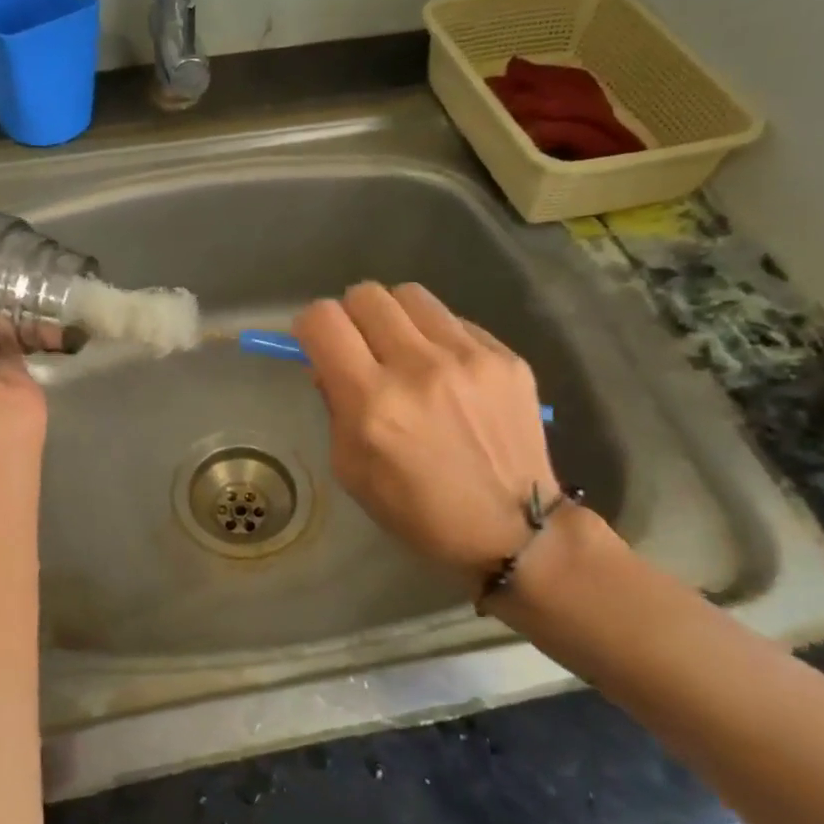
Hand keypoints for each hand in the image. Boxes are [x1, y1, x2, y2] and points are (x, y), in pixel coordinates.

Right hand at [293, 282, 557, 571]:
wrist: (513, 529)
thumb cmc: (418, 511)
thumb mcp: (351, 470)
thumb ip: (334, 408)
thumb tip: (329, 364)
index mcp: (373, 403)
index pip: (323, 320)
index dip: (310, 326)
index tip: (317, 343)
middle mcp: (418, 367)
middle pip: (365, 295)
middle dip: (351, 316)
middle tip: (359, 346)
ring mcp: (468, 357)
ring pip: (410, 295)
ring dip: (394, 317)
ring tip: (403, 349)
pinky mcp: (506, 357)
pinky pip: (454, 321)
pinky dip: (437, 337)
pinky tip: (447, 373)